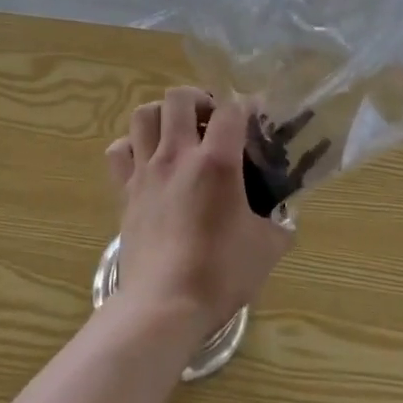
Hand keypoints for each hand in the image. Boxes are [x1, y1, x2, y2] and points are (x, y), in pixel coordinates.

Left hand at [105, 89, 292, 334]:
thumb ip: (279, 225)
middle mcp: (177, 155)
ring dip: (162, 114)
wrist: (164, 305)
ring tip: (177, 132)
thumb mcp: (267, 249)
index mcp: (216, 163)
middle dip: (198, 99)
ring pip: (144, 115)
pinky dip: (131, 146)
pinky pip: (118, 150)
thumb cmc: (220, 274)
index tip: (254, 118)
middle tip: (210, 121)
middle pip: (179, 97)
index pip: (231, 110)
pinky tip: (146, 159)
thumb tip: (284, 217)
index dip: (245, 106)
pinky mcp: (124, 190)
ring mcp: (146, 170)